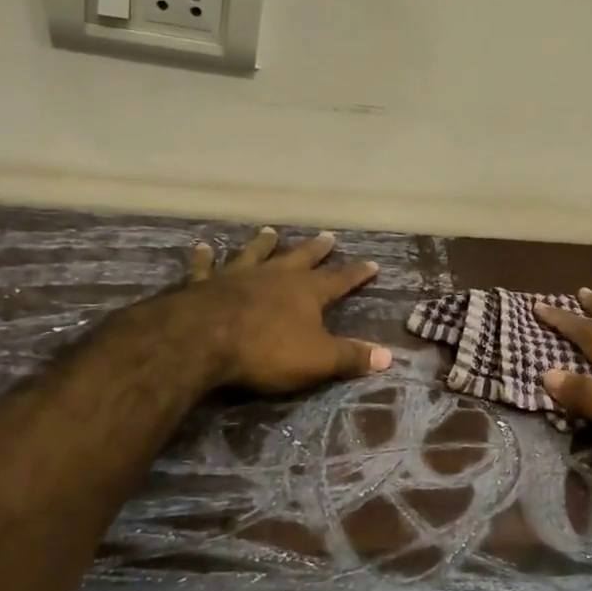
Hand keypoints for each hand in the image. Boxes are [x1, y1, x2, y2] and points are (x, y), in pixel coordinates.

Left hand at [171, 227, 391, 392]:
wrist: (203, 339)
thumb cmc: (266, 350)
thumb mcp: (318, 359)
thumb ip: (350, 357)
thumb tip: (389, 356)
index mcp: (306, 292)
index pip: (340, 280)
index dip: (357, 274)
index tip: (372, 263)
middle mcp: (276, 276)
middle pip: (301, 258)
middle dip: (317, 249)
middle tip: (328, 236)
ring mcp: (238, 276)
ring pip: (255, 254)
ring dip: (263, 243)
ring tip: (270, 231)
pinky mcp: (205, 284)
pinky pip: (206, 267)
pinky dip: (205, 257)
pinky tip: (203, 247)